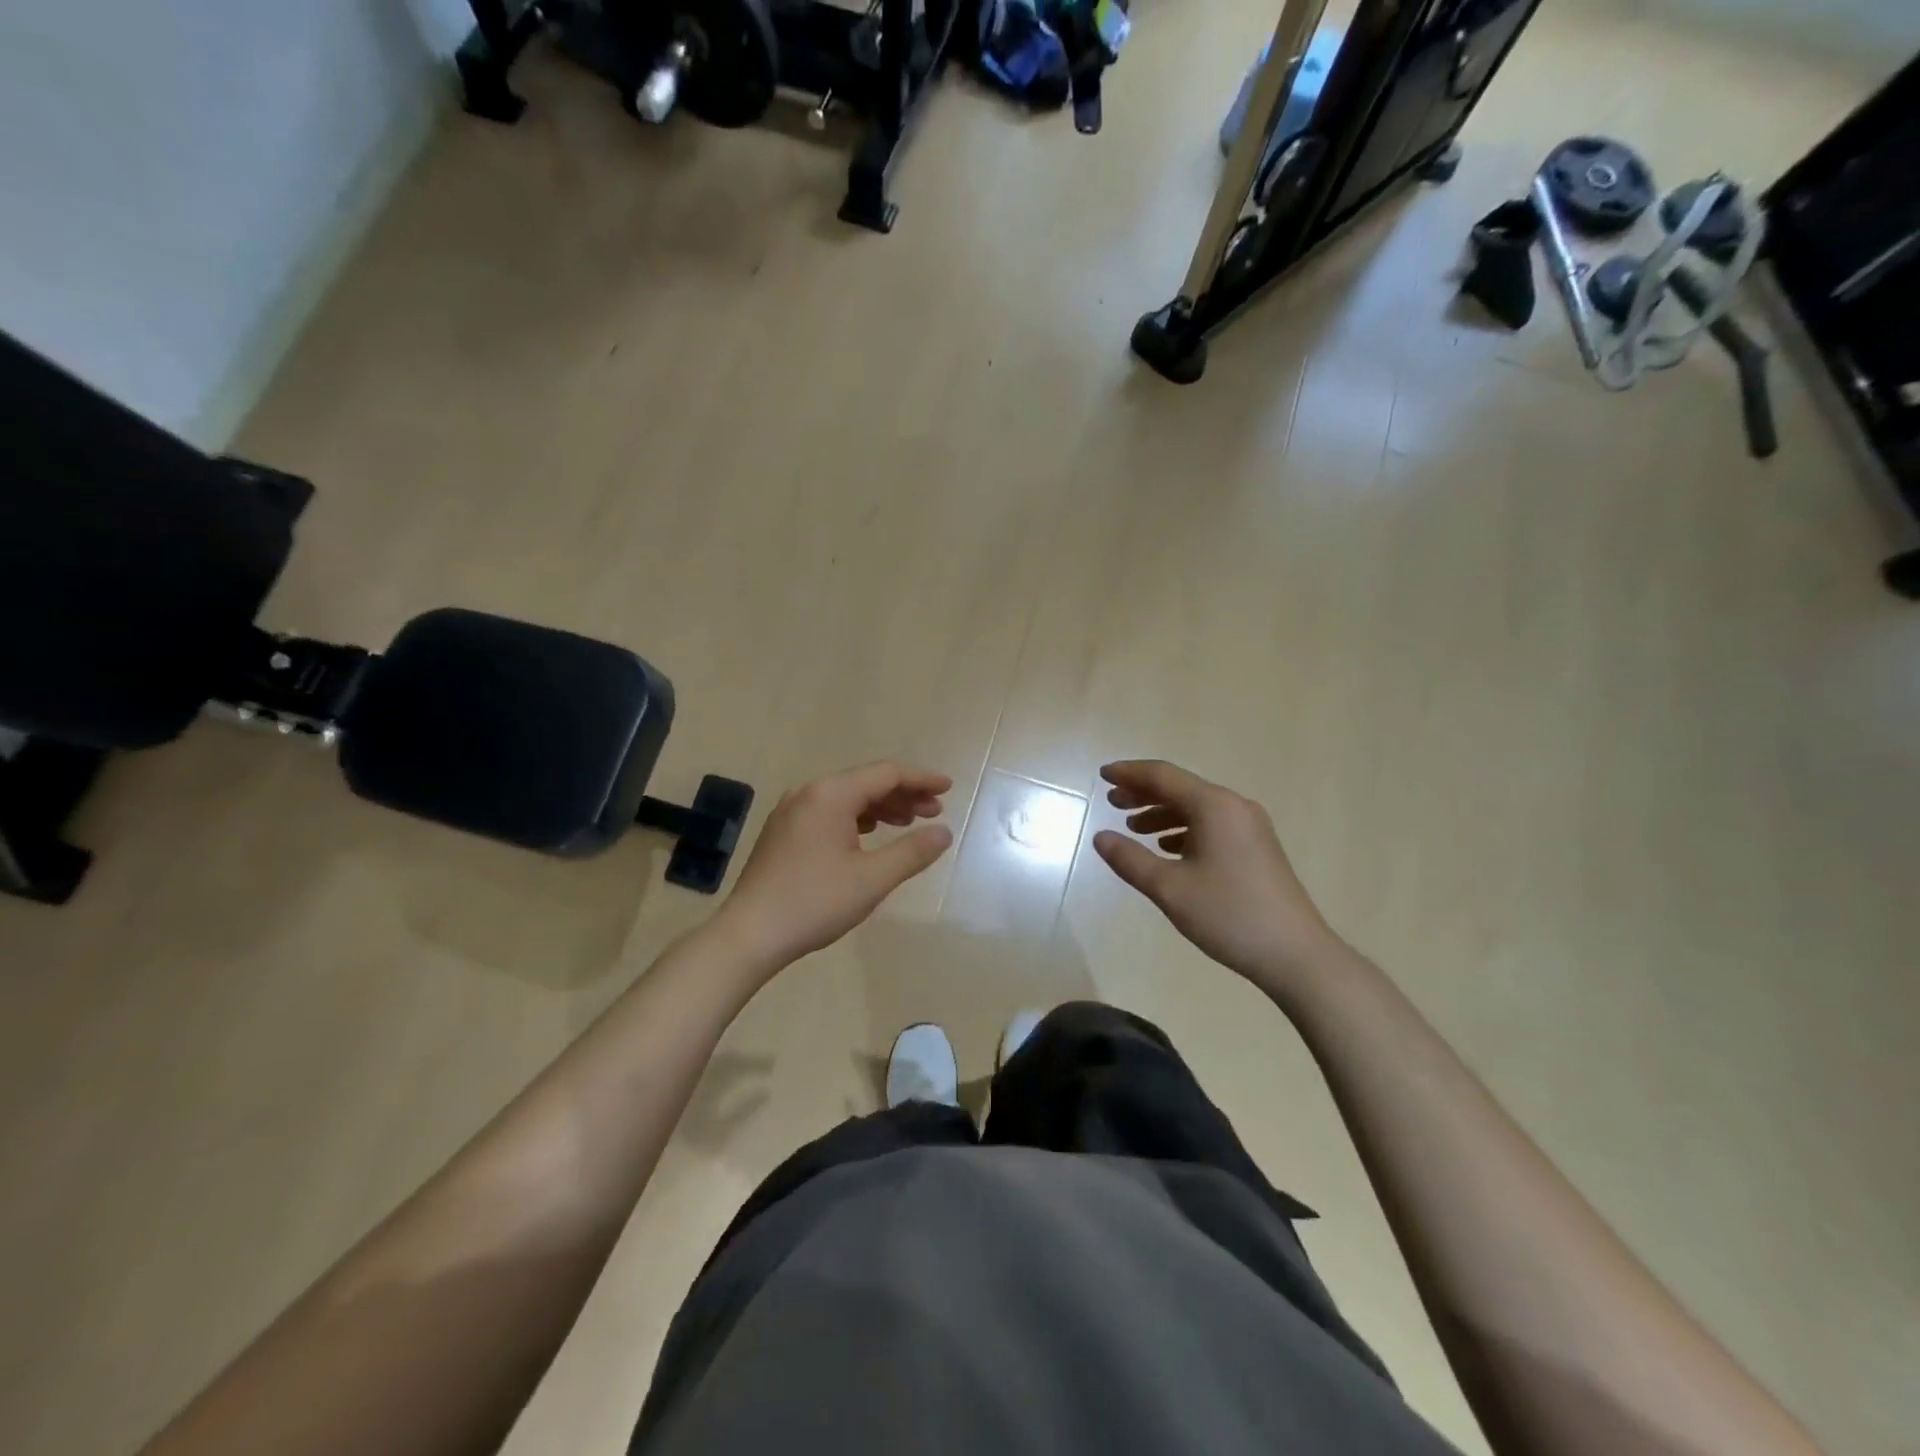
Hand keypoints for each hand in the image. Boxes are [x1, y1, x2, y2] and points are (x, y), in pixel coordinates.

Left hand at [716, 762, 953, 969]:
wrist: (749, 935)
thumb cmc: (815, 903)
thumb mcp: (872, 879)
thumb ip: (912, 852)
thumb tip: (943, 832)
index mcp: (831, 795)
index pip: (886, 774)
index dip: (920, 779)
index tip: (948, 789)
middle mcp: (809, 793)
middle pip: (866, 782)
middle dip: (903, 794)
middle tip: (934, 812)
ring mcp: (791, 811)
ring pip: (847, 797)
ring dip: (881, 807)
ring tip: (908, 824)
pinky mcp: (783, 831)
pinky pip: (829, 812)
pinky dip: (857, 818)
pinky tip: (869, 835)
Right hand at [1092, 759, 1338, 994]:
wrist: (1295, 954)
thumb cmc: (1228, 915)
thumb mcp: (1169, 889)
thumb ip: (1130, 859)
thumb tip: (1101, 837)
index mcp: (1214, 806)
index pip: (1163, 776)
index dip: (1129, 774)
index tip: (1102, 775)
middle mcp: (1234, 807)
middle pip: (1180, 788)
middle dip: (1143, 793)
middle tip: (1112, 802)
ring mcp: (1250, 827)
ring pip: (1196, 808)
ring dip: (1162, 813)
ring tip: (1134, 828)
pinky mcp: (1257, 847)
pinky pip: (1212, 825)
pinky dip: (1183, 829)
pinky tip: (1168, 849)